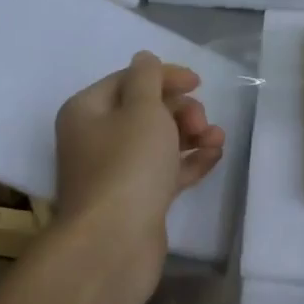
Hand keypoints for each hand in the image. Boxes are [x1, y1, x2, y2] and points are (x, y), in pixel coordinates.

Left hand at [49, 52, 225, 303]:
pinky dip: (189, 161)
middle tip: (201, 122)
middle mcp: (95, 138)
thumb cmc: (127, 166)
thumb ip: (148, 79)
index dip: (164, 77)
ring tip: (216, 139)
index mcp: (87, 111)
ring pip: (158, 142)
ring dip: (190, 134)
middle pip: (144, 110)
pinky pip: (165, 171)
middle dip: (179, 110)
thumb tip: (144, 59)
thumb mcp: (142, 110)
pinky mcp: (135, 200)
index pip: (128, 80)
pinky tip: (215, 156)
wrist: (114, 245)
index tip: (198, 82)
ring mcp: (115, 172)